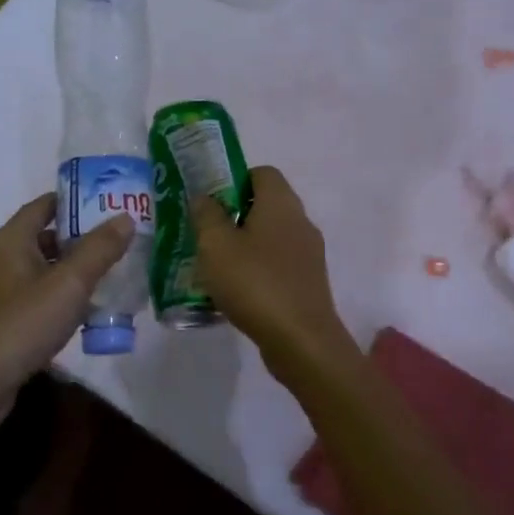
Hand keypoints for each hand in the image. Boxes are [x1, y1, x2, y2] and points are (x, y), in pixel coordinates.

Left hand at [0, 195, 133, 406]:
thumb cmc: (22, 324)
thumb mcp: (68, 284)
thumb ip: (99, 250)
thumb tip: (125, 218)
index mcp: (12, 241)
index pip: (43, 205)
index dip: (75, 199)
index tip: (108, 201)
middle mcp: (2, 260)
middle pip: (46, 237)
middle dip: (82, 237)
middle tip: (119, 239)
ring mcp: (1, 293)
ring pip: (45, 270)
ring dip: (75, 270)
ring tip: (113, 273)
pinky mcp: (4, 322)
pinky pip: (39, 298)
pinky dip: (63, 297)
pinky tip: (88, 311)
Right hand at [190, 166, 350, 362]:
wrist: (301, 341)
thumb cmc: (255, 283)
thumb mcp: (216, 245)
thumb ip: (206, 215)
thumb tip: (204, 197)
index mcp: (281, 203)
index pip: (261, 173)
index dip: (233, 180)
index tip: (209, 202)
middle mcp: (300, 221)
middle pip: (265, 205)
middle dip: (234, 216)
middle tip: (205, 234)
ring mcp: (309, 253)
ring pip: (271, 237)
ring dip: (245, 246)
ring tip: (215, 266)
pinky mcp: (308, 282)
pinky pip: (278, 264)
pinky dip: (258, 270)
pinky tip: (236, 292)